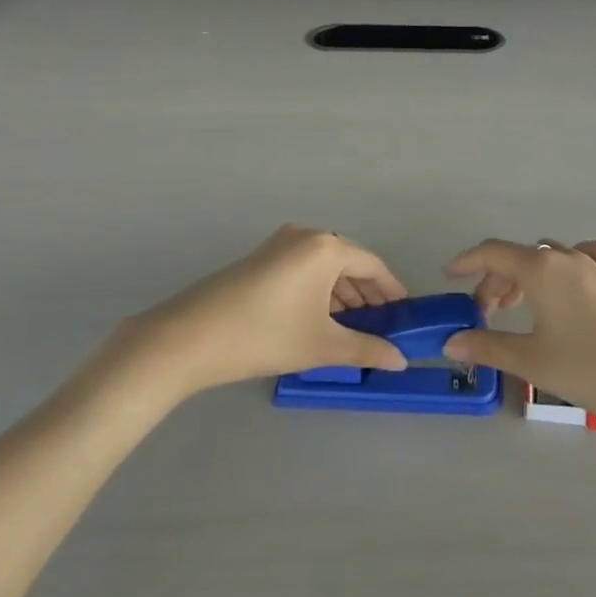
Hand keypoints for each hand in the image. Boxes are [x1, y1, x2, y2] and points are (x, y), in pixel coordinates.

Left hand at [121, 225, 409, 398]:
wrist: (189, 338)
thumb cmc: (265, 335)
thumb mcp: (321, 345)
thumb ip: (366, 349)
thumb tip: (401, 360)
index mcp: (325, 247)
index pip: (372, 265)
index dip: (392, 290)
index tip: (406, 314)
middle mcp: (305, 235)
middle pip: (349, 261)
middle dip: (367, 294)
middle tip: (383, 325)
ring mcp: (279, 244)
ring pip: (324, 266)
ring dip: (342, 293)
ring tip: (354, 327)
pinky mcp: (260, 258)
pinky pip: (303, 268)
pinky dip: (319, 290)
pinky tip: (320, 318)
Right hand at [442, 239, 595, 430]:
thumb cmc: (590, 368)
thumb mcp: (532, 361)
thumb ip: (488, 346)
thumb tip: (452, 342)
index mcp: (541, 268)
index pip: (493, 253)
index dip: (467, 262)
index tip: (450, 276)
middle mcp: (565, 257)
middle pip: (519, 256)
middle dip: (495, 279)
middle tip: (484, 313)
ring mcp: (594, 266)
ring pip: (548, 256)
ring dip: (526, 275)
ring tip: (517, 307)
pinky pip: (585, 258)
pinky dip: (567, 264)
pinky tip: (567, 284)